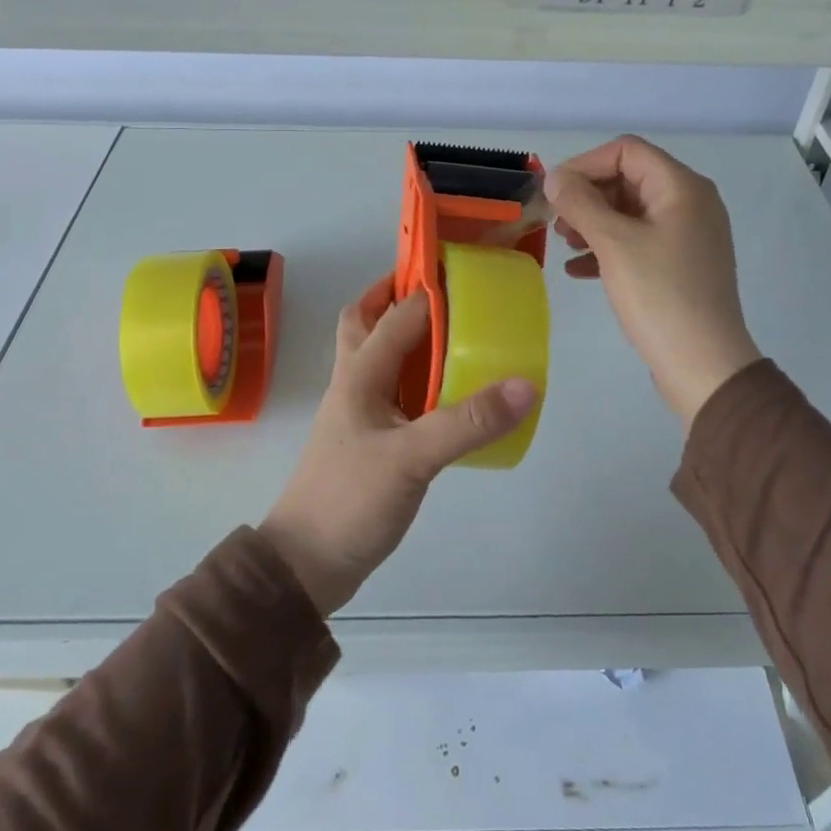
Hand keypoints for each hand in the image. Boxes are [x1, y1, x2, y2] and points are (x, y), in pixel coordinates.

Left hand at [260, 279, 538, 615]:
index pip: (397, 312)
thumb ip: (467, 422)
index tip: (466, 265)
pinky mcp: (371, 439)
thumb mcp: (412, 459)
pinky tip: (449, 390)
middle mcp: (356, 382)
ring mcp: (360, 411)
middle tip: (444, 290)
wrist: (306, 565)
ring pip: (379, 354)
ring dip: (407, 334)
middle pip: (367, 321)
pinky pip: (395, 390)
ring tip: (455, 331)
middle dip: (396, 296)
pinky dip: (417, 376)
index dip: (427, 285)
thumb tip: (525, 384)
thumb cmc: (349, 501)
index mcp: (360, 373)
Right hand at [545, 135, 761, 426]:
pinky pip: (638, 241)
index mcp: (682, 187)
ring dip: (593, 222)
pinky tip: (578, 270)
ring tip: (564, 243)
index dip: (585, 164)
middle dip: (587, 195)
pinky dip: (608, 248)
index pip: (626, 151)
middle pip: (628, 179)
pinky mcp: (680, 265)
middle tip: (556, 221)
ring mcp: (687, 236)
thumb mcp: (614, 243)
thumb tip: (555, 178)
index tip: (554, 192)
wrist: (703, 365)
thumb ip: (580, 203)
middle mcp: (690, 203)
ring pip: (630, 212)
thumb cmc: (659, 295)